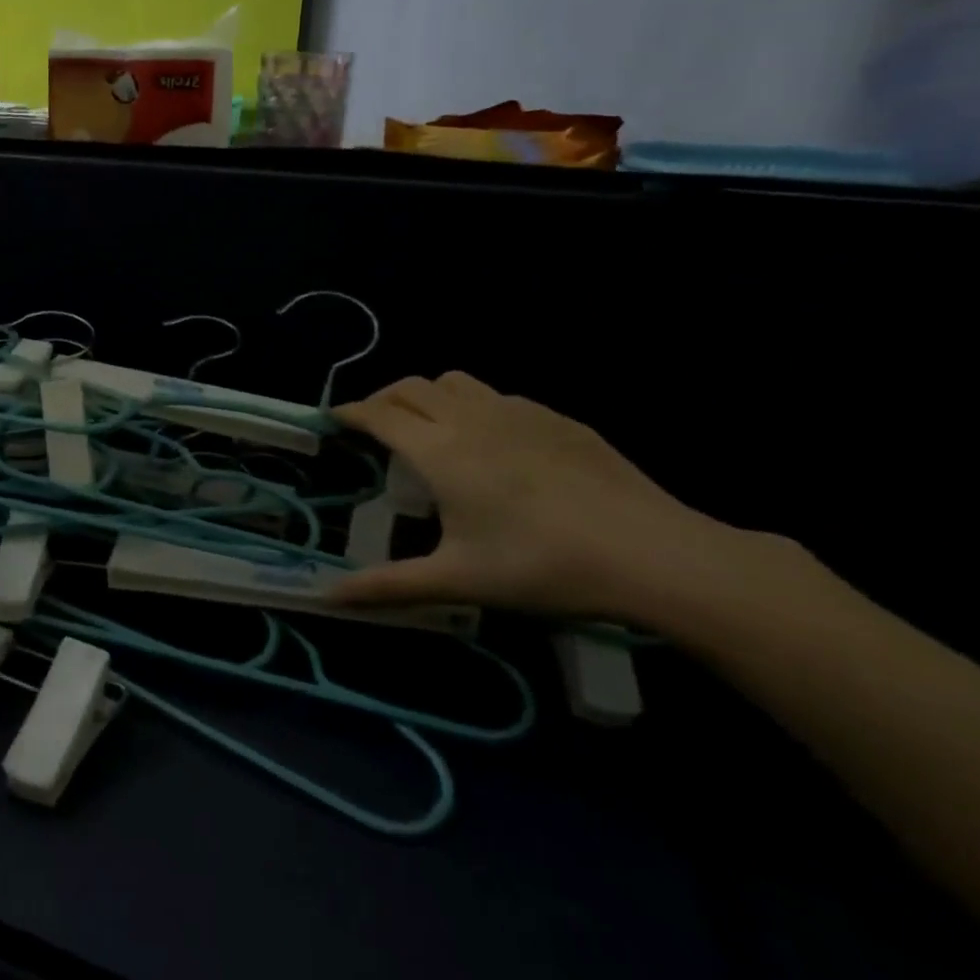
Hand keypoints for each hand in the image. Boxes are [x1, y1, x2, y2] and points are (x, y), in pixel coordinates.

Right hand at [330, 372, 762, 627]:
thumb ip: (387, 586)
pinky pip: (497, 395)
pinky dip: (473, 405)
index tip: (333, 419)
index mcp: (440, 450)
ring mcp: (518, 411)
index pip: (379, 414)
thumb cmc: (540, 566)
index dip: (350, 412)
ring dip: (428, 395)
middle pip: (412, 386)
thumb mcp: (457, 580)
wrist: (652, 553)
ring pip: (455, 381)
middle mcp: (472, 418)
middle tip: (374, 426)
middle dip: (383, 398)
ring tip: (428, 427)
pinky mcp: (557, 417)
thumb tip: (327, 598)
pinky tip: (492, 443)